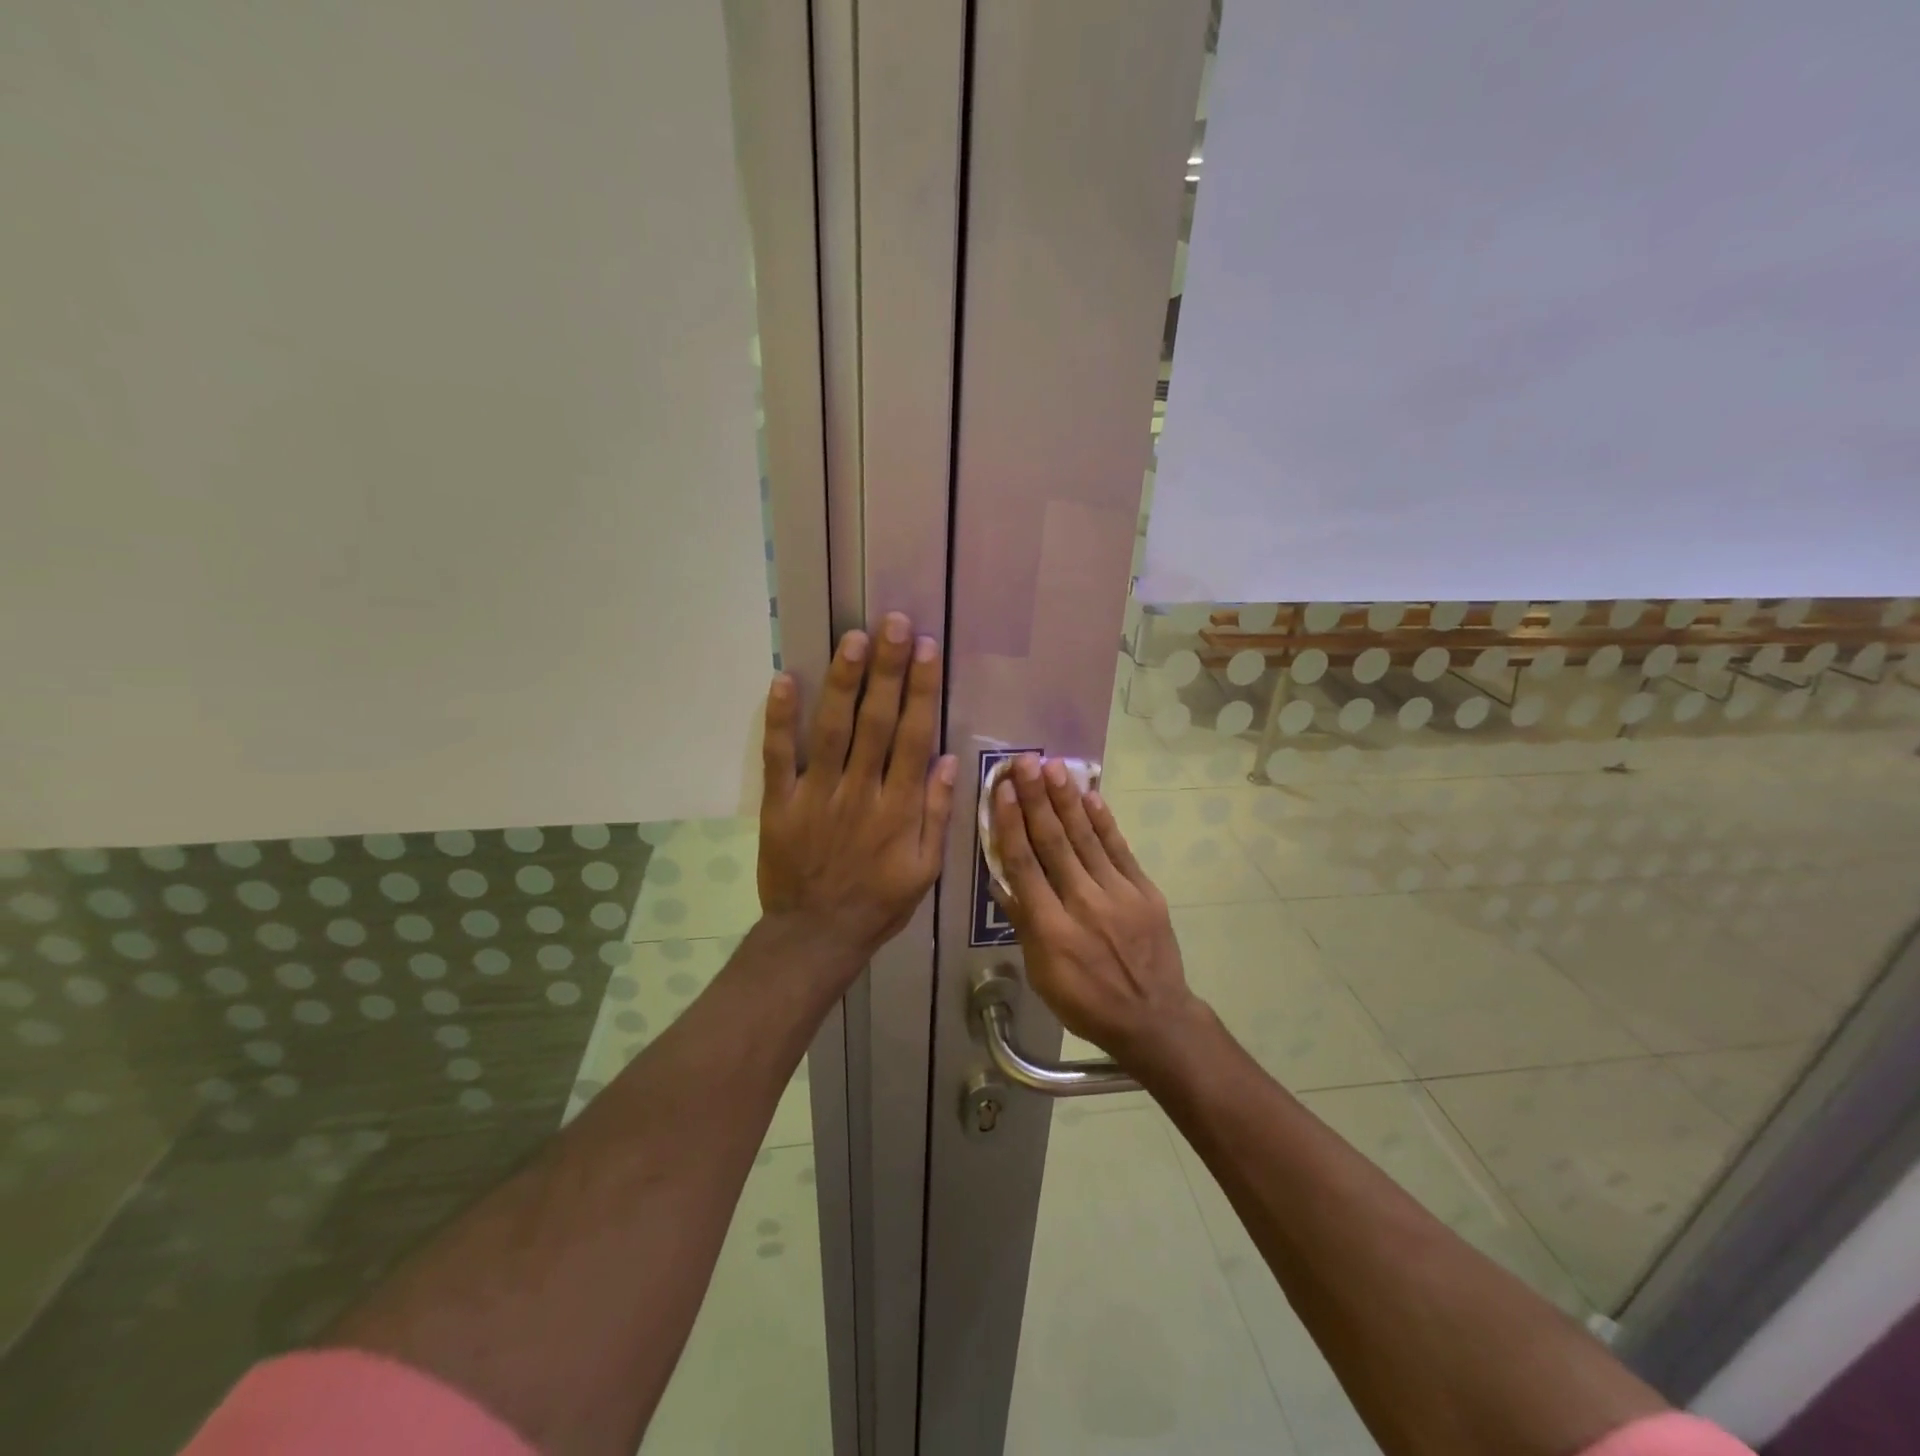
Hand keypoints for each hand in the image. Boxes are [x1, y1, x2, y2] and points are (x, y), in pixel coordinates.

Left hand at [757, 613, 957, 969]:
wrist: (816, 936)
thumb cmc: (878, 902)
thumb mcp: (924, 869)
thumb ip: (936, 814)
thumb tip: (945, 759)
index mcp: (899, 808)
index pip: (913, 737)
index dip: (920, 690)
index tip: (926, 649)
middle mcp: (860, 792)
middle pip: (875, 722)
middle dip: (887, 670)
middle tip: (893, 624)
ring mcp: (816, 795)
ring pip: (832, 730)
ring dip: (843, 682)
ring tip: (853, 638)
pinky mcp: (780, 804)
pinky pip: (778, 756)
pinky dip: (780, 719)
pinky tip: (784, 679)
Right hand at [990, 755, 1204, 1064]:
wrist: (1154, 1018)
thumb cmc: (1087, 1002)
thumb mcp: (1042, 975)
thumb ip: (1023, 926)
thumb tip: (1002, 882)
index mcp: (1052, 930)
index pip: (1025, 867)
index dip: (1012, 825)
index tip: (1004, 791)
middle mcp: (1084, 905)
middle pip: (1054, 844)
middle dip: (1037, 799)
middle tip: (1024, 762)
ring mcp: (1119, 896)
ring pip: (1086, 839)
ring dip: (1067, 801)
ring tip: (1053, 767)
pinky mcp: (1145, 892)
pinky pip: (1120, 850)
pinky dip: (1104, 822)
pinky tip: (1090, 796)